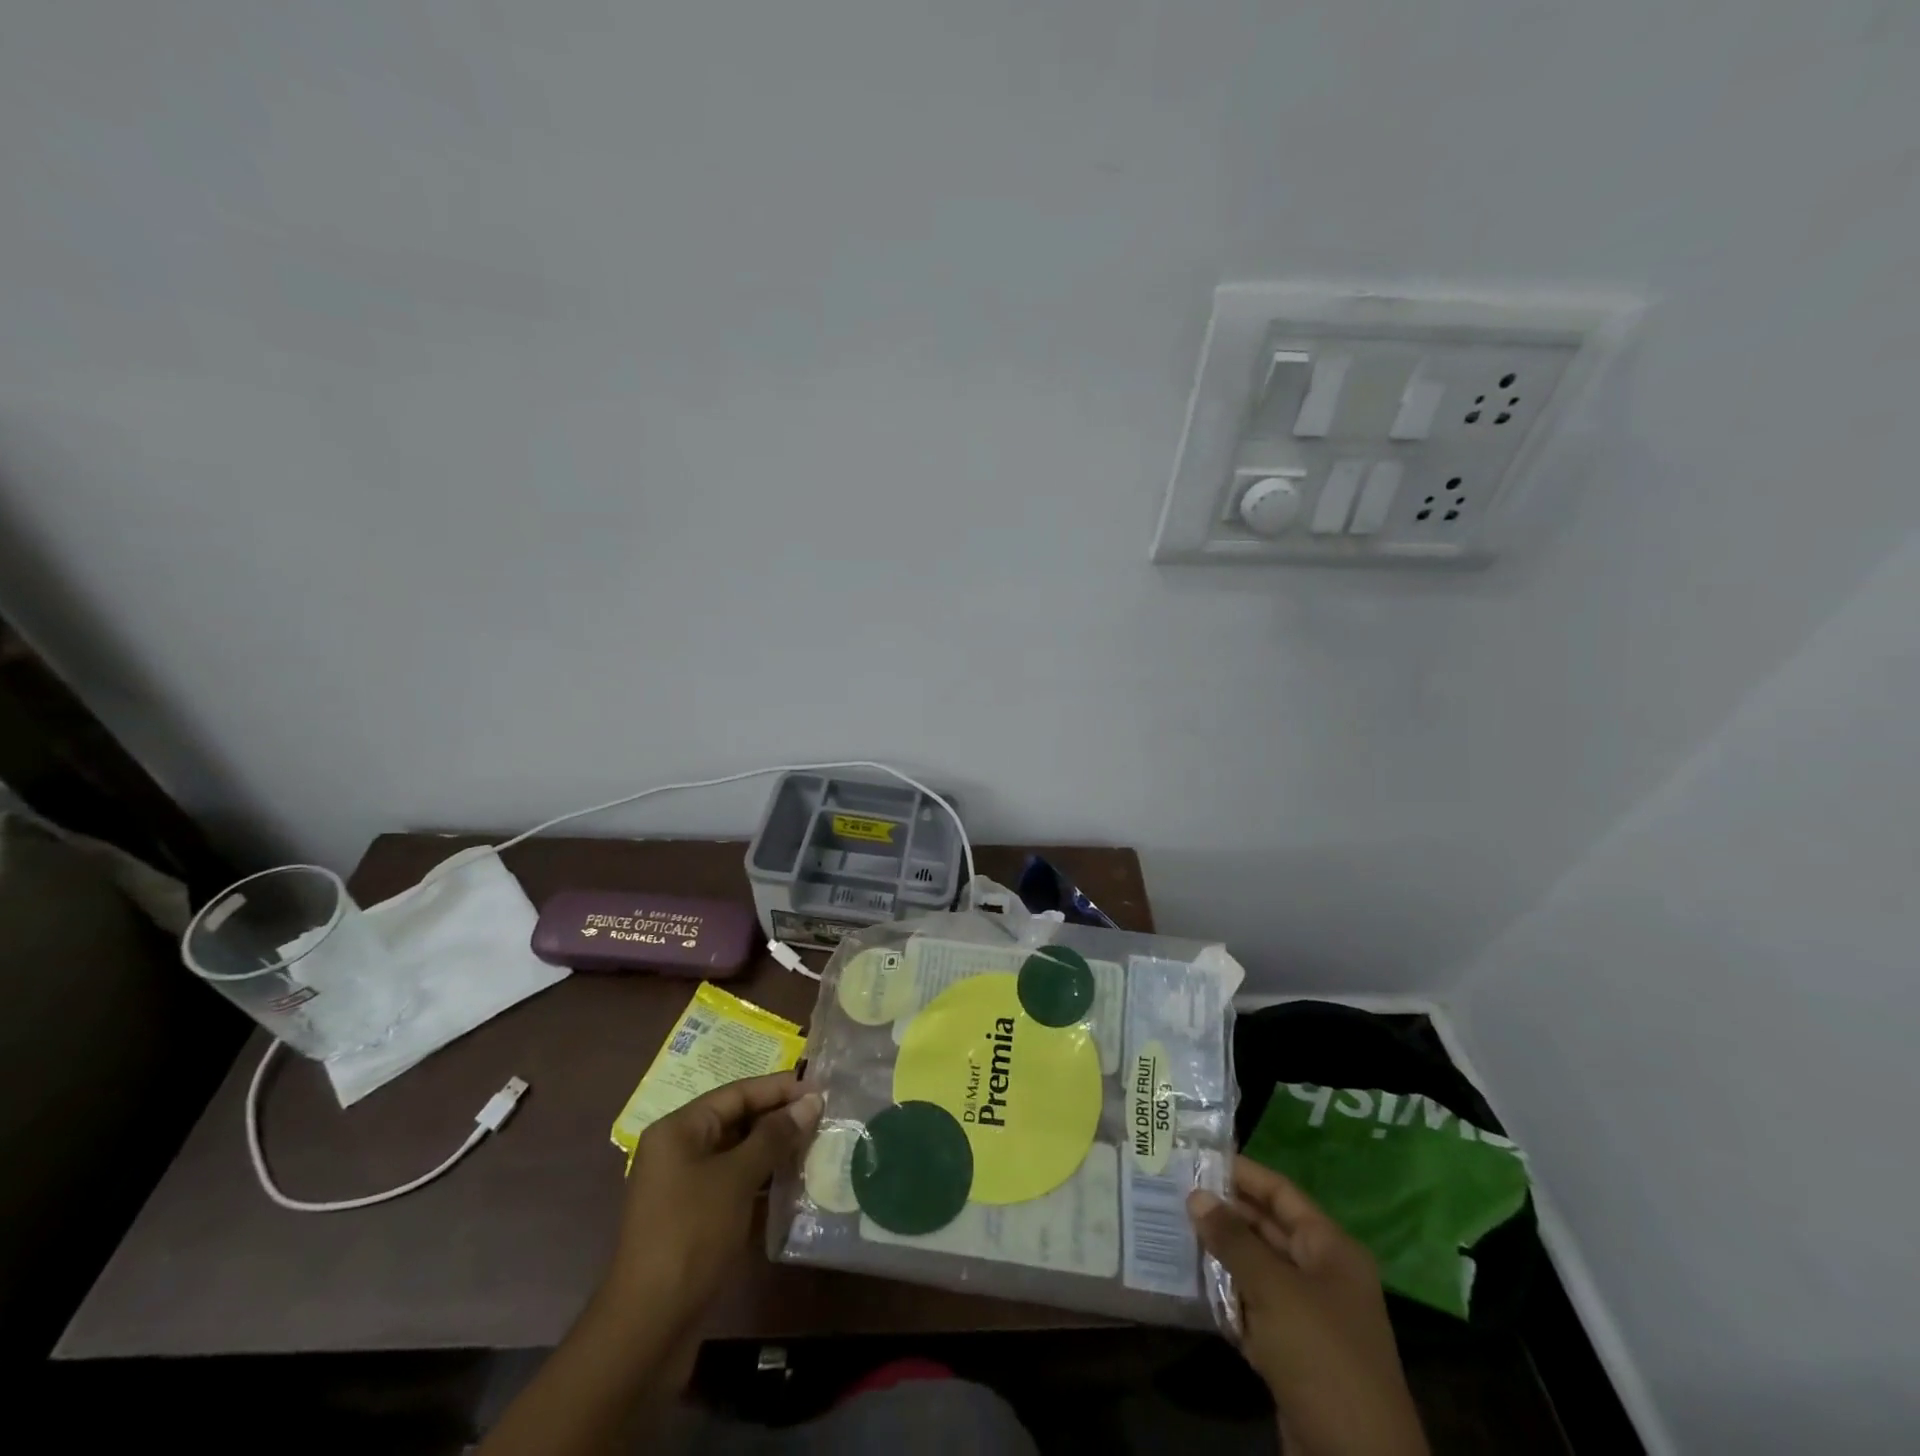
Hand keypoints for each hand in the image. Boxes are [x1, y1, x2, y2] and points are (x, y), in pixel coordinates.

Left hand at [604, 1073, 822, 1342]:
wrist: (648, 1329)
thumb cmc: (691, 1236)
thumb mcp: (737, 1178)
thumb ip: (775, 1136)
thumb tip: (811, 1101)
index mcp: (679, 1130)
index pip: (737, 1093)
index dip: (778, 1088)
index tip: (820, 1088)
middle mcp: (679, 1151)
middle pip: (737, 1121)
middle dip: (779, 1119)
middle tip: (824, 1118)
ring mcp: (685, 1187)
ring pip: (739, 1155)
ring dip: (775, 1152)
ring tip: (817, 1147)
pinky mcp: (695, 1220)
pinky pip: (735, 1185)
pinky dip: (763, 1182)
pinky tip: (796, 1185)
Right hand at [1188, 1156, 1427, 1455]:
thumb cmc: (1321, 1356)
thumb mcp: (1274, 1289)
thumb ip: (1233, 1239)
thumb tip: (1195, 1195)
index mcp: (1330, 1249)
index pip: (1280, 1193)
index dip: (1241, 1173)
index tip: (1195, 1156)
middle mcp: (1321, 1274)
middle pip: (1266, 1229)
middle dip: (1223, 1212)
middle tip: (1172, 1190)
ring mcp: (1306, 1316)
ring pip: (1256, 1268)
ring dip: (1219, 1254)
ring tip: (1171, 1228)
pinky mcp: (1290, 1352)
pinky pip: (1252, 1308)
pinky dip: (1224, 1296)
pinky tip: (1188, 1281)